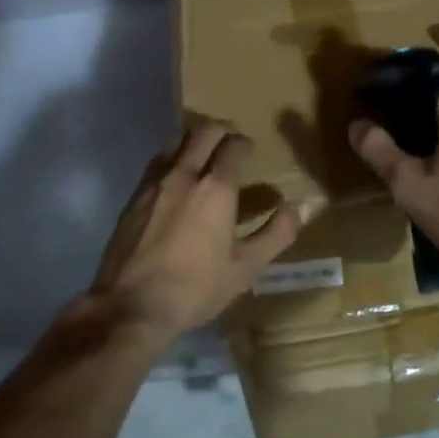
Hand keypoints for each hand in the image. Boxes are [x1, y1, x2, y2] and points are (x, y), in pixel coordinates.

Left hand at [90, 121, 308, 343]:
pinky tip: (176, 180)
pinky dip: (172, 158)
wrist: (131, 306)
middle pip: (202, 132)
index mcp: (216, 189)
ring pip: (175, 141)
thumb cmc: (196, 288)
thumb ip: (278, 233)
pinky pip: (157, 162)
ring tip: (203, 156)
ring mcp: (154, 182)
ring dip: (192, 140)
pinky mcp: (134, 196)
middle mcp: (184, 174)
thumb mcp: (246, 267)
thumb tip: (307, 205)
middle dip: (220, 131)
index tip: (250, 151)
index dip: (244, 143)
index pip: (233, 145)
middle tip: (229, 144)